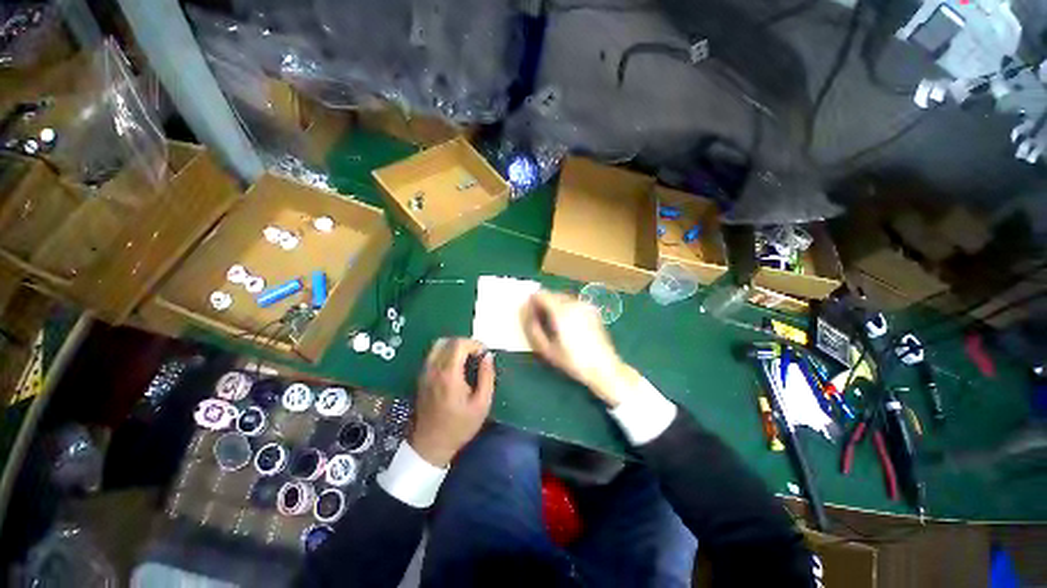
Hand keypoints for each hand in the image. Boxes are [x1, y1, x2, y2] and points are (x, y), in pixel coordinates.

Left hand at [411, 338, 494, 466]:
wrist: (431, 445)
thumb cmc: (459, 426)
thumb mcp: (482, 404)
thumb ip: (487, 376)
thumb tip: (488, 356)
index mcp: (449, 374)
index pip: (459, 344)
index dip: (475, 344)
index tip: (485, 355)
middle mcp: (434, 369)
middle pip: (448, 341)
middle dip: (466, 344)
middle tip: (478, 356)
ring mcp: (425, 373)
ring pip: (438, 345)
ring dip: (455, 347)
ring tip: (468, 359)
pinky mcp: (421, 377)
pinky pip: (433, 355)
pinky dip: (446, 353)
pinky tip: (456, 366)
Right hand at [520, 290, 639, 406]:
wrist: (604, 367)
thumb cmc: (573, 361)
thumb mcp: (547, 350)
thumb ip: (533, 329)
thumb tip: (526, 314)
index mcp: (561, 311)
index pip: (541, 295)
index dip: (532, 302)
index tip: (529, 313)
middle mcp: (574, 303)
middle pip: (552, 294)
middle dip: (543, 303)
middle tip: (539, 320)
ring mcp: (585, 305)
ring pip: (563, 297)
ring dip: (554, 304)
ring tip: (553, 323)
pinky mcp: (592, 309)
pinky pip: (573, 302)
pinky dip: (565, 307)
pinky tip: (567, 323)